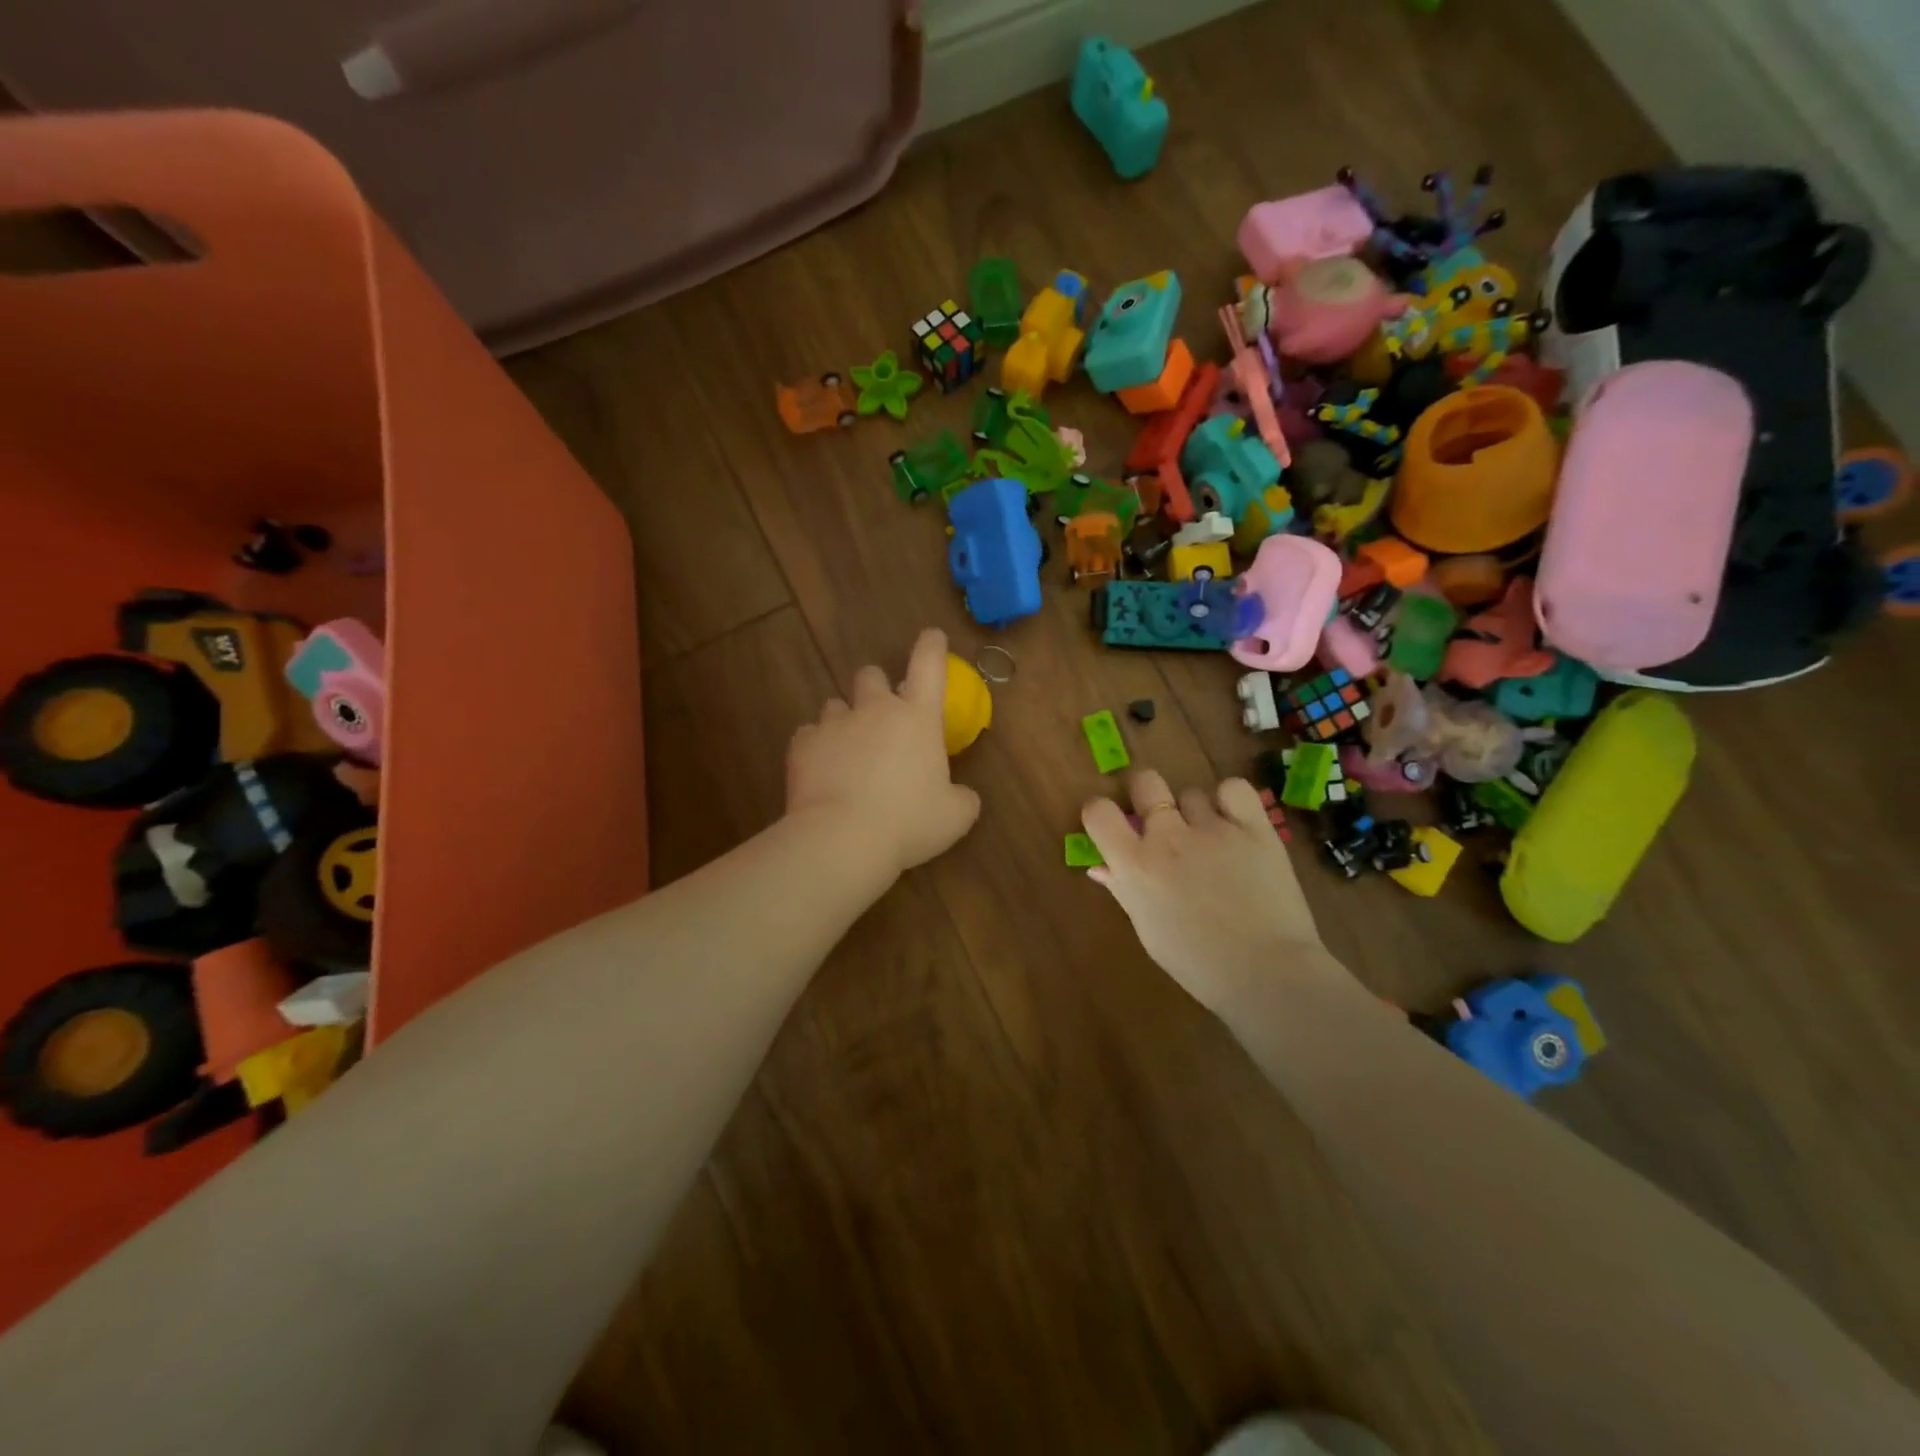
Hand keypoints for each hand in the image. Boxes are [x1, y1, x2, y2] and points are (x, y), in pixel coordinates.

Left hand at [786, 628, 981, 877]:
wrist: (843, 839)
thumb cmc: (909, 823)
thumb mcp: (955, 816)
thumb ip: (962, 798)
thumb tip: (962, 795)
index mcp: (917, 718)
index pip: (929, 665)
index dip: (932, 646)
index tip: (932, 636)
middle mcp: (875, 710)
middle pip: (871, 674)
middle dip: (876, 687)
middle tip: (880, 715)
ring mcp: (834, 724)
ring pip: (835, 704)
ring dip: (844, 720)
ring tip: (847, 751)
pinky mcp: (802, 745)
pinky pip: (809, 735)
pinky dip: (816, 748)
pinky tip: (821, 772)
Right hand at [1082, 770, 1328, 1014]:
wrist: (1266, 973)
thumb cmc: (1197, 963)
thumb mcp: (1148, 930)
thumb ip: (1123, 890)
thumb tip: (1100, 867)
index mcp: (1135, 865)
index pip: (1099, 811)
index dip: (1101, 812)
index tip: (1113, 824)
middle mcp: (1168, 836)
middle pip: (1146, 782)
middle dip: (1147, 795)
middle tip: (1160, 821)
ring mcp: (1213, 828)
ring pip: (1191, 793)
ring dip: (1194, 812)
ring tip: (1210, 840)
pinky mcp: (1254, 827)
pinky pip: (1234, 789)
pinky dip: (1231, 800)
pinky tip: (1235, 821)